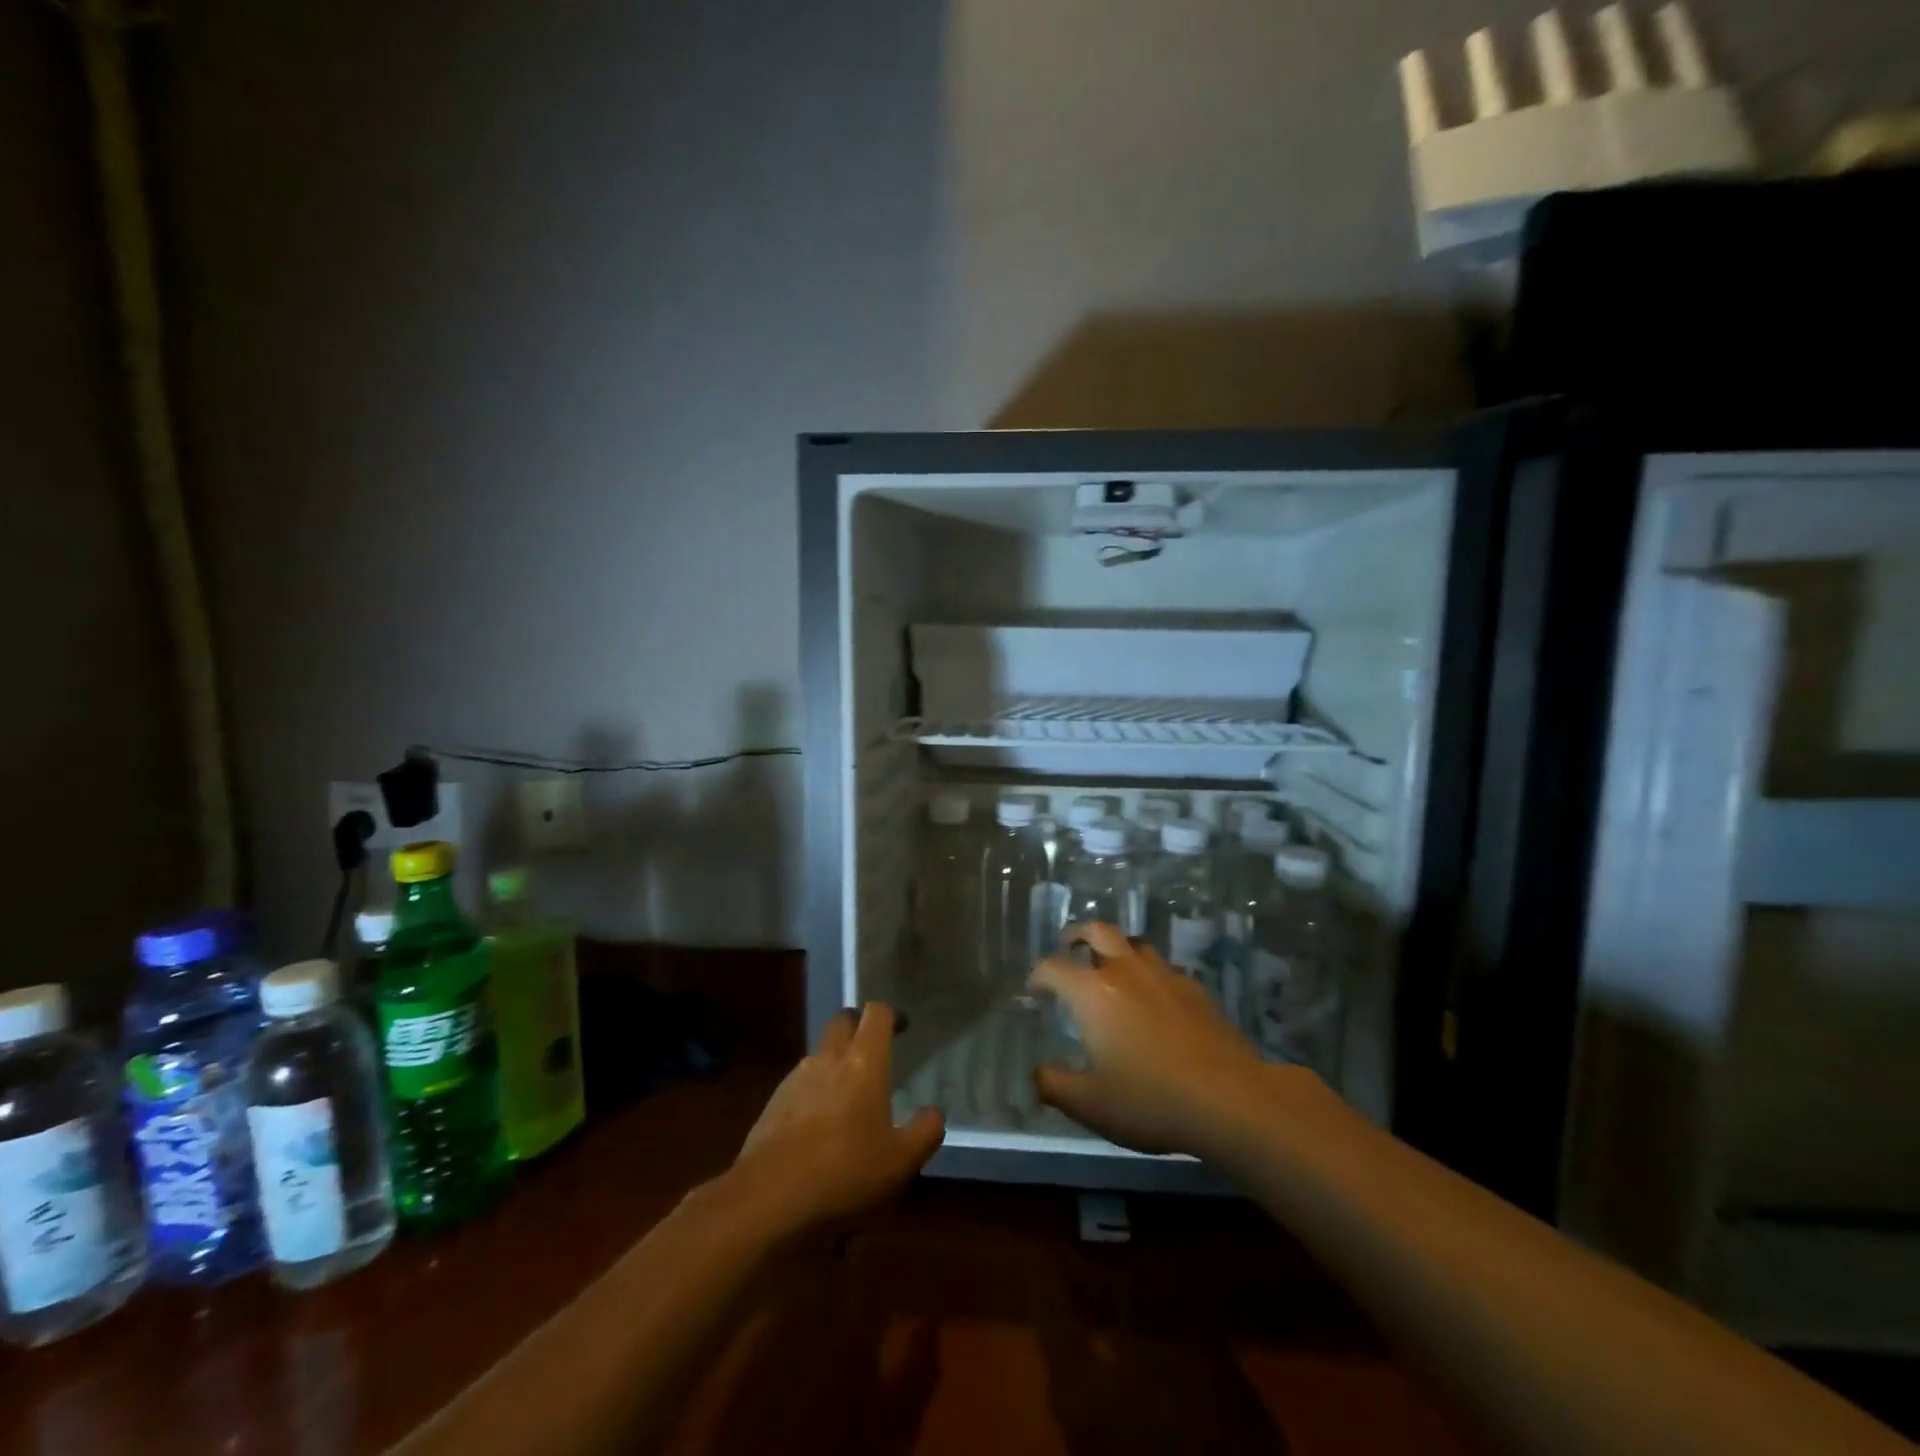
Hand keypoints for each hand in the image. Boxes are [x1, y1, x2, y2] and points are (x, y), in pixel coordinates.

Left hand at [730, 1002, 944, 1233]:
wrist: (769, 1199)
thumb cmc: (845, 1172)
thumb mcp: (901, 1162)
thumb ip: (925, 1132)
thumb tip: (935, 1112)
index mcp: (863, 1062)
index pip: (876, 1014)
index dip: (891, 1015)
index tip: (902, 1028)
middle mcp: (828, 1059)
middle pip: (843, 1021)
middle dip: (858, 1026)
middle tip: (874, 1050)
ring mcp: (796, 1079)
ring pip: (819, 1052)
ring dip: (835, 1060)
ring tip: (848, 1095)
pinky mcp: (773, 1103)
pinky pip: (800, 1083)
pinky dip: (814, 1091)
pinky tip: (819, 1126)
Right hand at [1028, 922, 1286, 1157]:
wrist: (1229, 1099)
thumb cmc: (1150, 1100)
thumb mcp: (1089, 1105)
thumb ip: (1054, 1086)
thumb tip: (1037, 1074)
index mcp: (1092, 992)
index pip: (1053, 967)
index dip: (1038, 976)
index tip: (1035, 991)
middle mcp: (1125, 971)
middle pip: (1097, 930)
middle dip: (1078, 935)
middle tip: (1069, 947)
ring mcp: (1164, 975)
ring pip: (1135, 944)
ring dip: (1117, 950)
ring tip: (1112, 971)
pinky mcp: (1195, 989)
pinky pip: (1164, 969)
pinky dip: (1150, 975)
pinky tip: (1154, 1001)